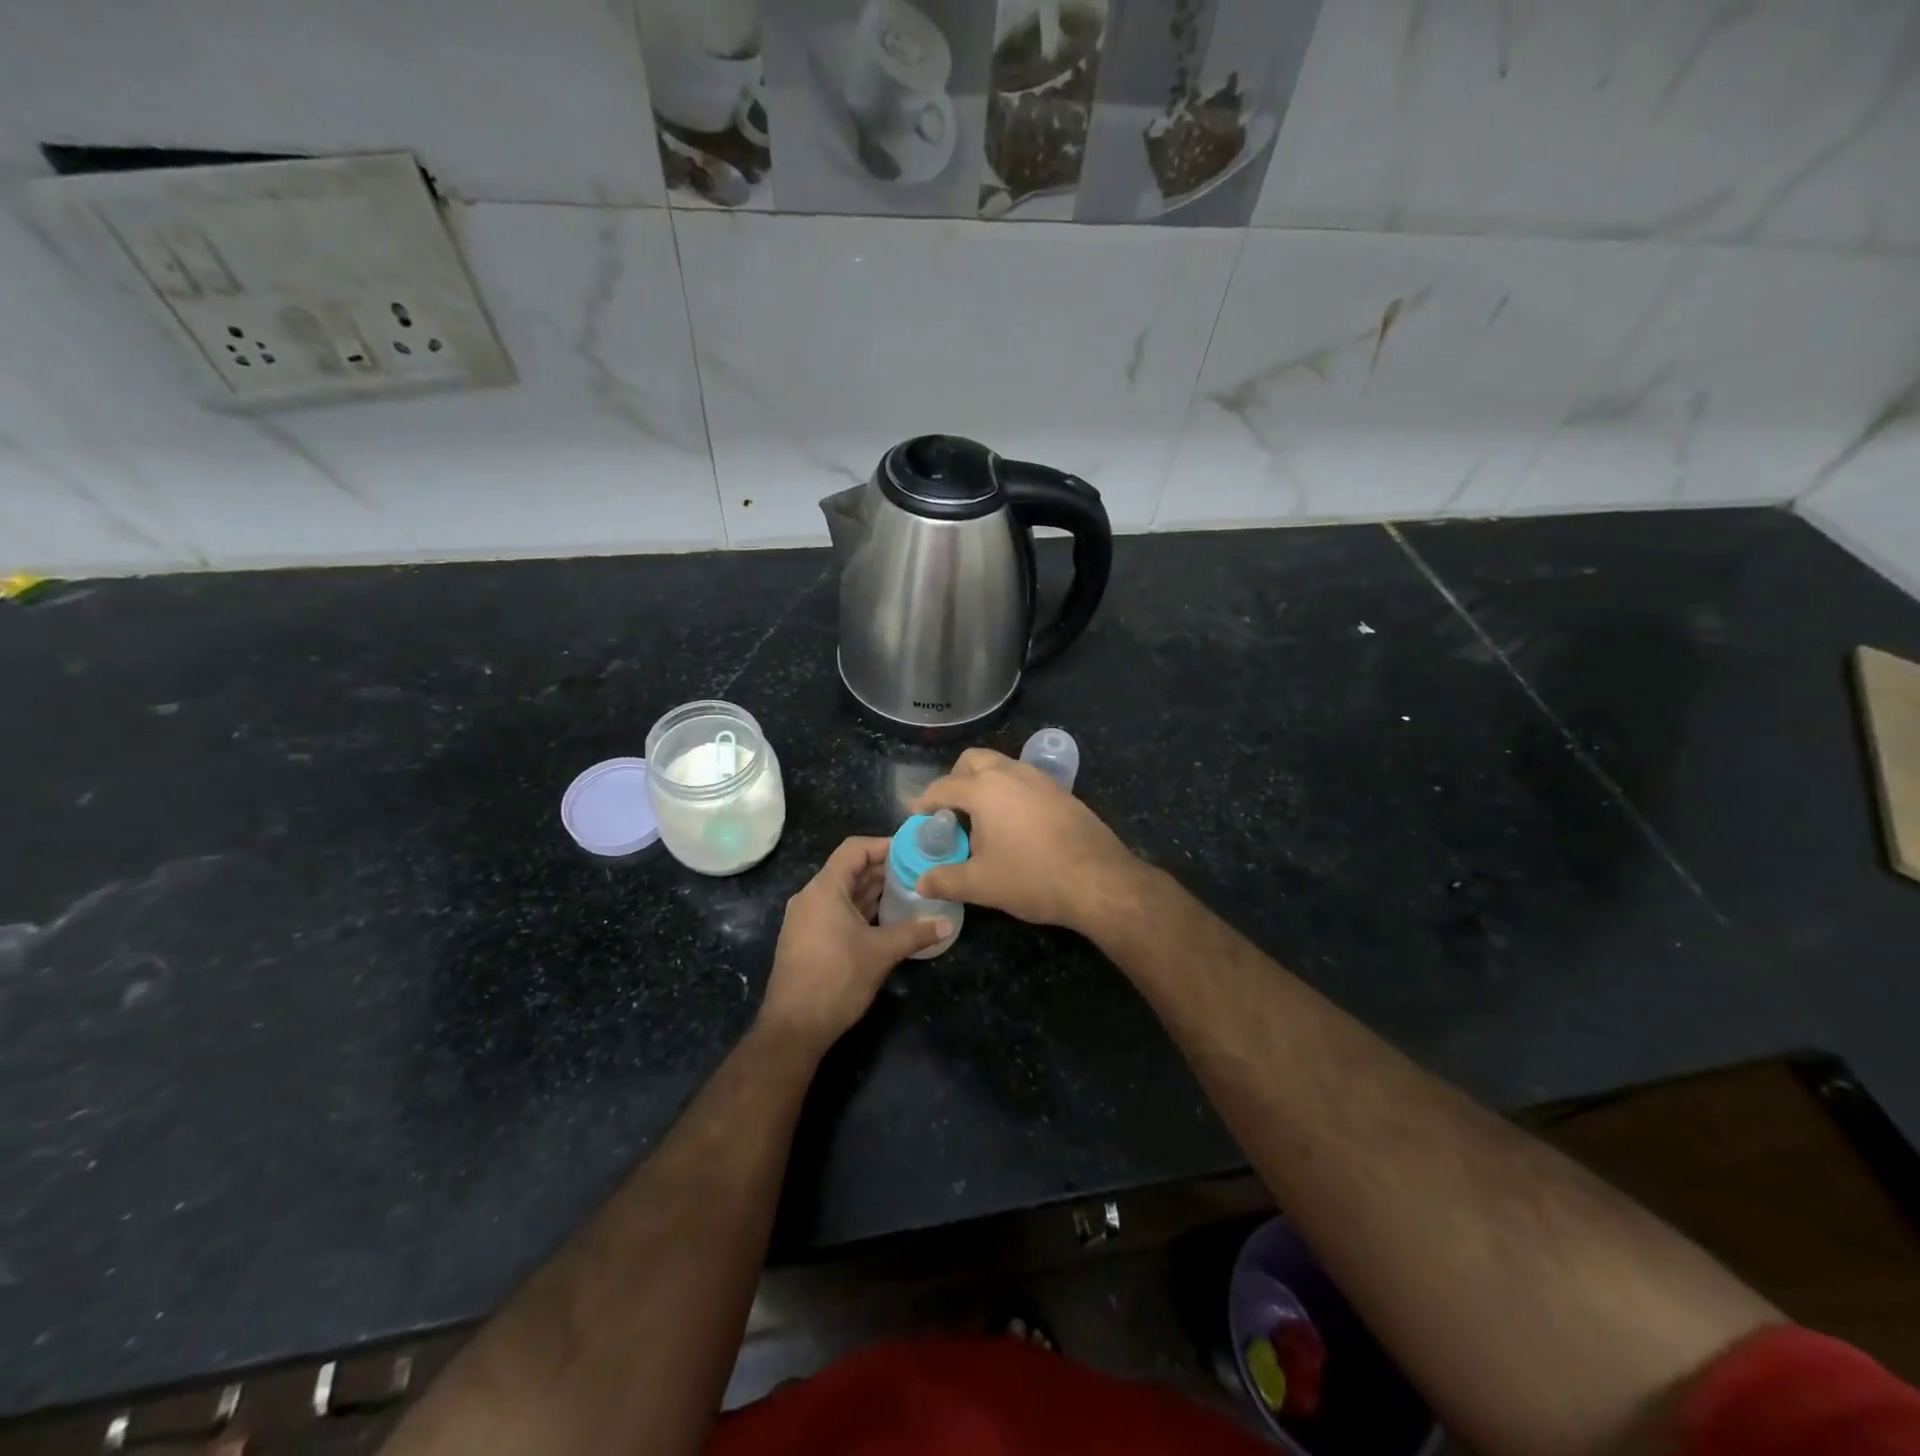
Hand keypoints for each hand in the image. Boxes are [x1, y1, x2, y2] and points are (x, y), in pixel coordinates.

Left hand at [759, 836, 950, 1049]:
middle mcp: (811, 898)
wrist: (794, 1028)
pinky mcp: (807, 940)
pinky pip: (836, 912)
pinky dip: (861, 909)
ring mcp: (806, 920)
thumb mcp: (881, 953)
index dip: (883, 845)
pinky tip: (886, 919)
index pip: (854, 849)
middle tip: (918, 872)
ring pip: (843, 893)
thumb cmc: (836, 980)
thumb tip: (948, 924)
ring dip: (873, 890)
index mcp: (824, 890)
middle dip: (883, 869)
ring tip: (908, 892)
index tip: (912, 851)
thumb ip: (915, 933)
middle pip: (849, 870)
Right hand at [910, 748, 1143, 933]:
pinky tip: (1015, 825)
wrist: (1098, 880)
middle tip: (951, 812)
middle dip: (955, 780)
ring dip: (985, 784)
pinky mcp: (1062, 792)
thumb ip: (945, 880)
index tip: (917, 818)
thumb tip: (921, 882)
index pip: (943, 787)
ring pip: (1002, 767)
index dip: (925, 802)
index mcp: (984, 789)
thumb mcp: (980, 884)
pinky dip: (1010, 793)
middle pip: (973, 761)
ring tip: (982, 819)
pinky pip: (1025, 781)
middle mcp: (1011, 773)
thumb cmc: (1032, 877)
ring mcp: (1040, 779)